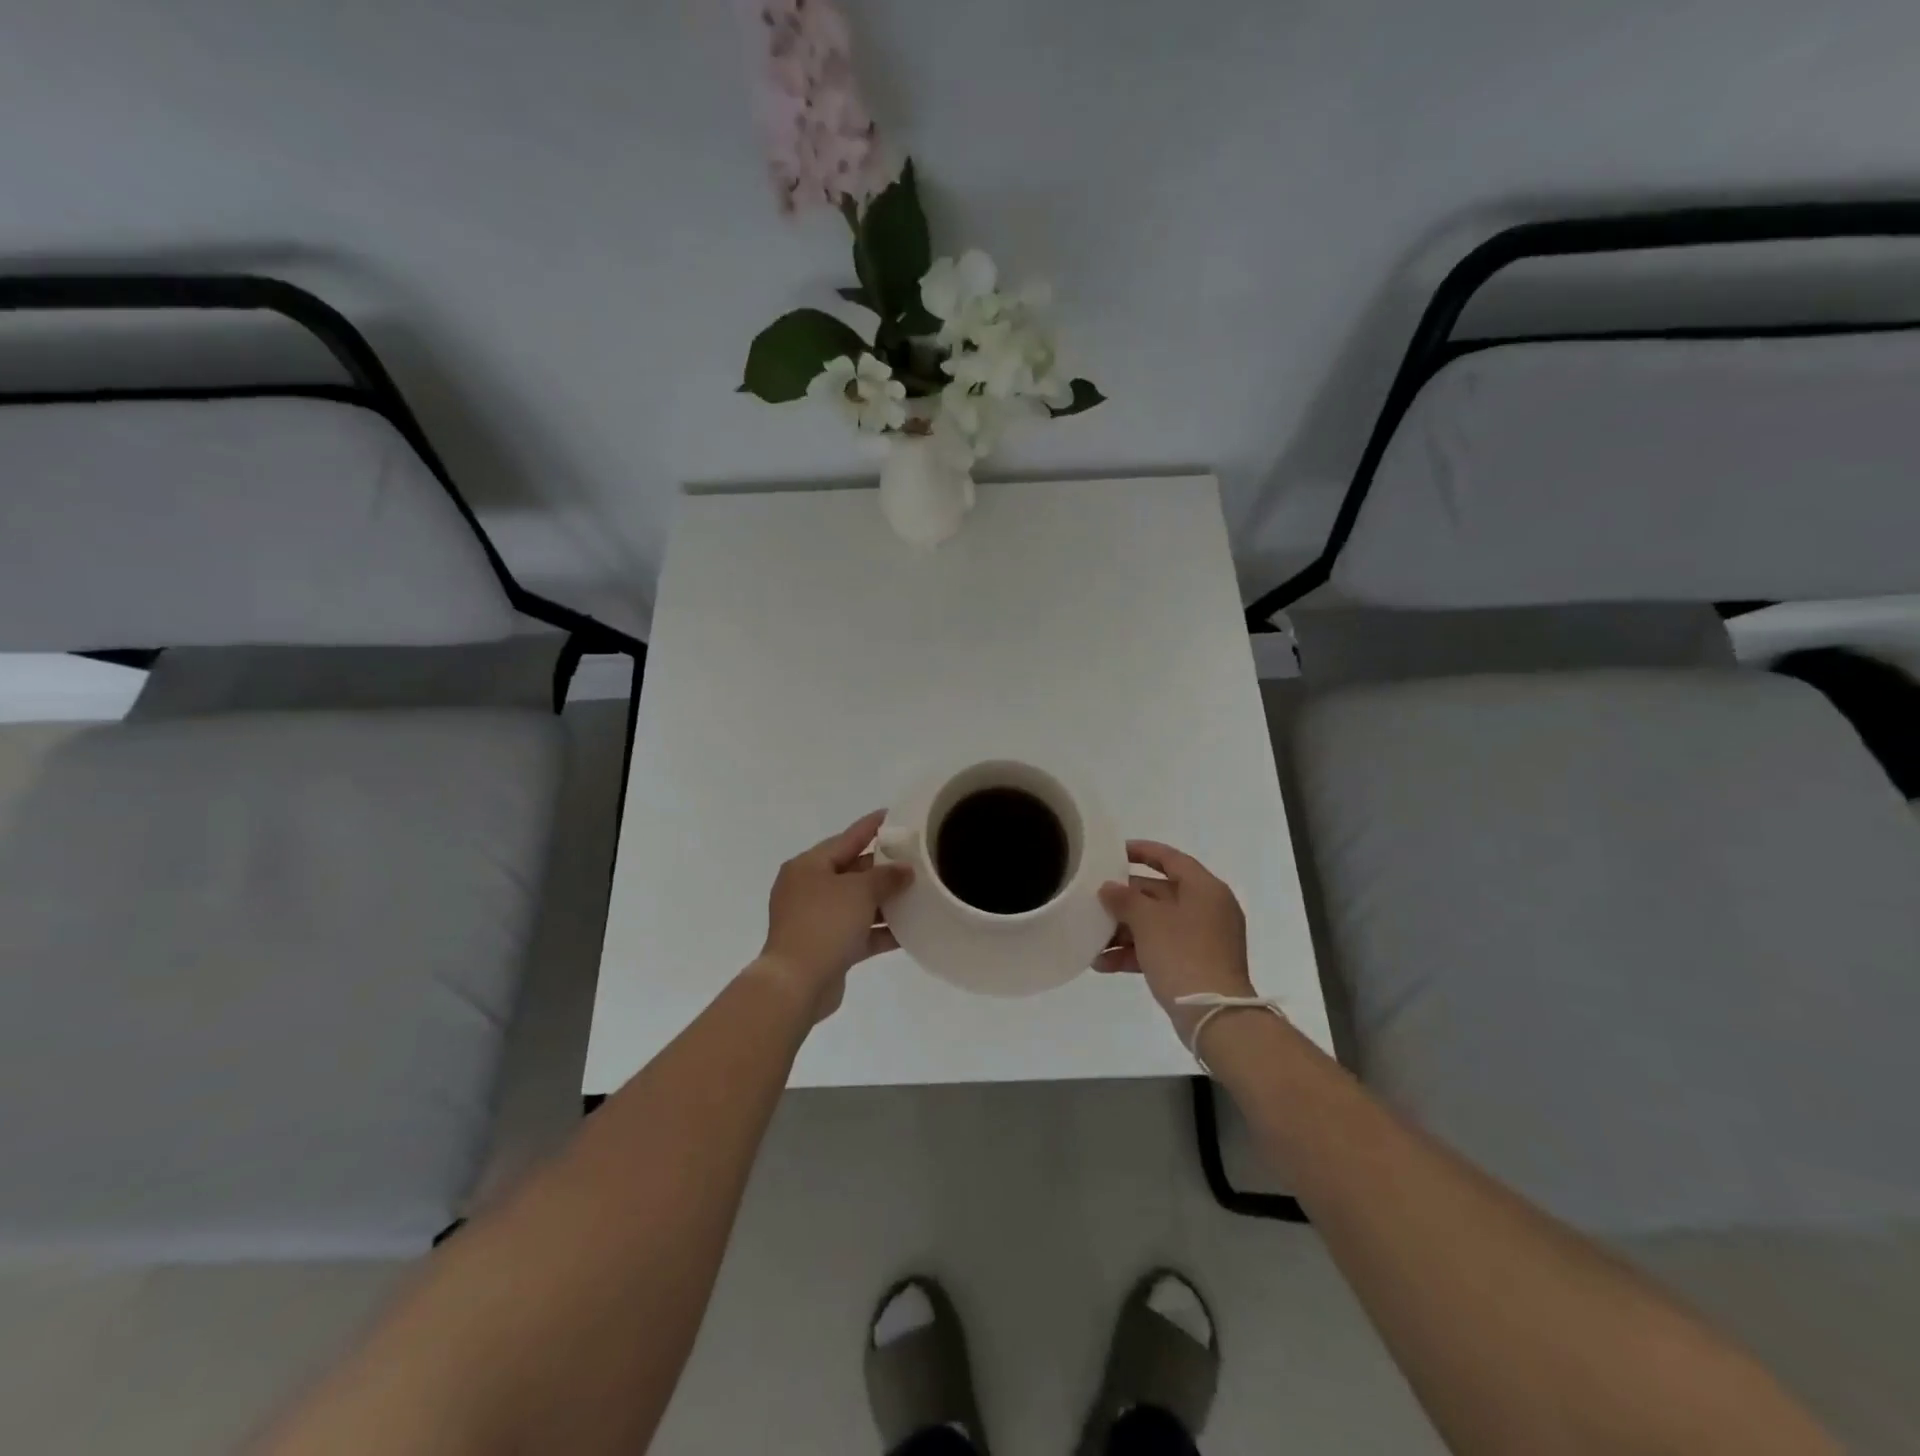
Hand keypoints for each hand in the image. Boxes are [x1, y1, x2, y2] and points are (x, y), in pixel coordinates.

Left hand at [756, 810, 912, 1021]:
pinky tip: (910, 931)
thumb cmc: (825, 923)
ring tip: (919, 895)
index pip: (846, 838)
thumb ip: (886, 876)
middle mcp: (809, 889)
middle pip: (852, 871)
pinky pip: (859, 932)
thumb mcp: (859, 891)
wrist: (797, 983)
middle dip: (883, 868)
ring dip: (885, 901)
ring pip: (857, 904)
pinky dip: (880, 930)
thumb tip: (904, 870)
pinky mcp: (827, 948)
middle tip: (916, 860)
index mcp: (809, 866)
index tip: (894, 816)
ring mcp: (816, 920)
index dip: (872, 827)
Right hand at [1096, 841, 1253, 1039]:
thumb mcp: (1148, 921)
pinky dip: (1135, 953)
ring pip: (1157, 924)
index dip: (1142, 851)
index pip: (1171, 858)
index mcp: (1204, 888)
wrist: (1214, 1015)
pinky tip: (1103, 964)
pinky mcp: (1195, 964)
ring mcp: (1202, 939)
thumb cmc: (1183, 954)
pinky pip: (1160, 948)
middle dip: (1125, 900)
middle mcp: (1207, 908)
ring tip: (1092, 939)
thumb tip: (1108, 888)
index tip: (1114, 852)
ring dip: (1124, 930)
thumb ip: (1124, 899)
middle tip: (1094, 899)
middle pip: (1160, 893)